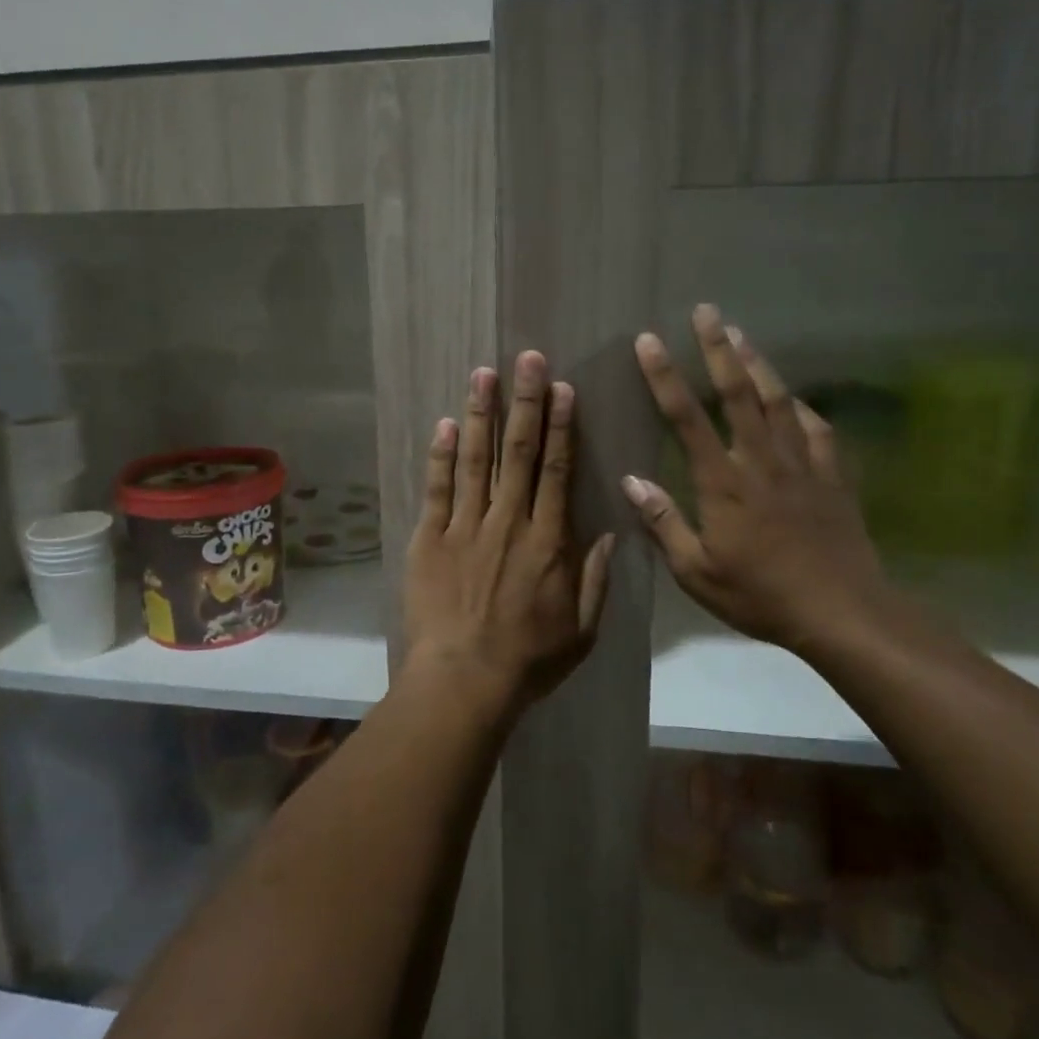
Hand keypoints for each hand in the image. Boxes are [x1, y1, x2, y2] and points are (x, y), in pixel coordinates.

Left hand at [404, 352, 615, 716]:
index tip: (561, 388)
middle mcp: (509, 521)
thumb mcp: (582, 629)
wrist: (464, 679)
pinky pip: (438, 489)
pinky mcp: (430, 539)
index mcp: (548, 540)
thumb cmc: (529, 659)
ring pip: (476, 460)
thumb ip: (595, 578)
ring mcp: (466, 526)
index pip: (558, 470)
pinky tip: (445, 424)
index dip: (561, 425)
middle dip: (525, 402)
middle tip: (527, 359)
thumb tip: (608, 533)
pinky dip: (441, 455)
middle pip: (519, 452)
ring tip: (483, 374)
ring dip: (481, 414)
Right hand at [622, 306, 893, 655]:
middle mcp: (761, 461)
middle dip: (718, 348)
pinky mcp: (832, 477)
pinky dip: (803, 407)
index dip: (665, 377)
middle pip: (738, 393)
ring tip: (741, 333)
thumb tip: (631, 481)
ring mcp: (802, 465)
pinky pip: (818, 430)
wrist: (843, 613)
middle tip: (706, 311)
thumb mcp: (697, 572)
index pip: (686, 419)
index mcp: (724, 483)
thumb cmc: (761, 595)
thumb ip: (664, 523)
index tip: (648, 341)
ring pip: (778, 400)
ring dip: (757, 363)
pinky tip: (795, 397)